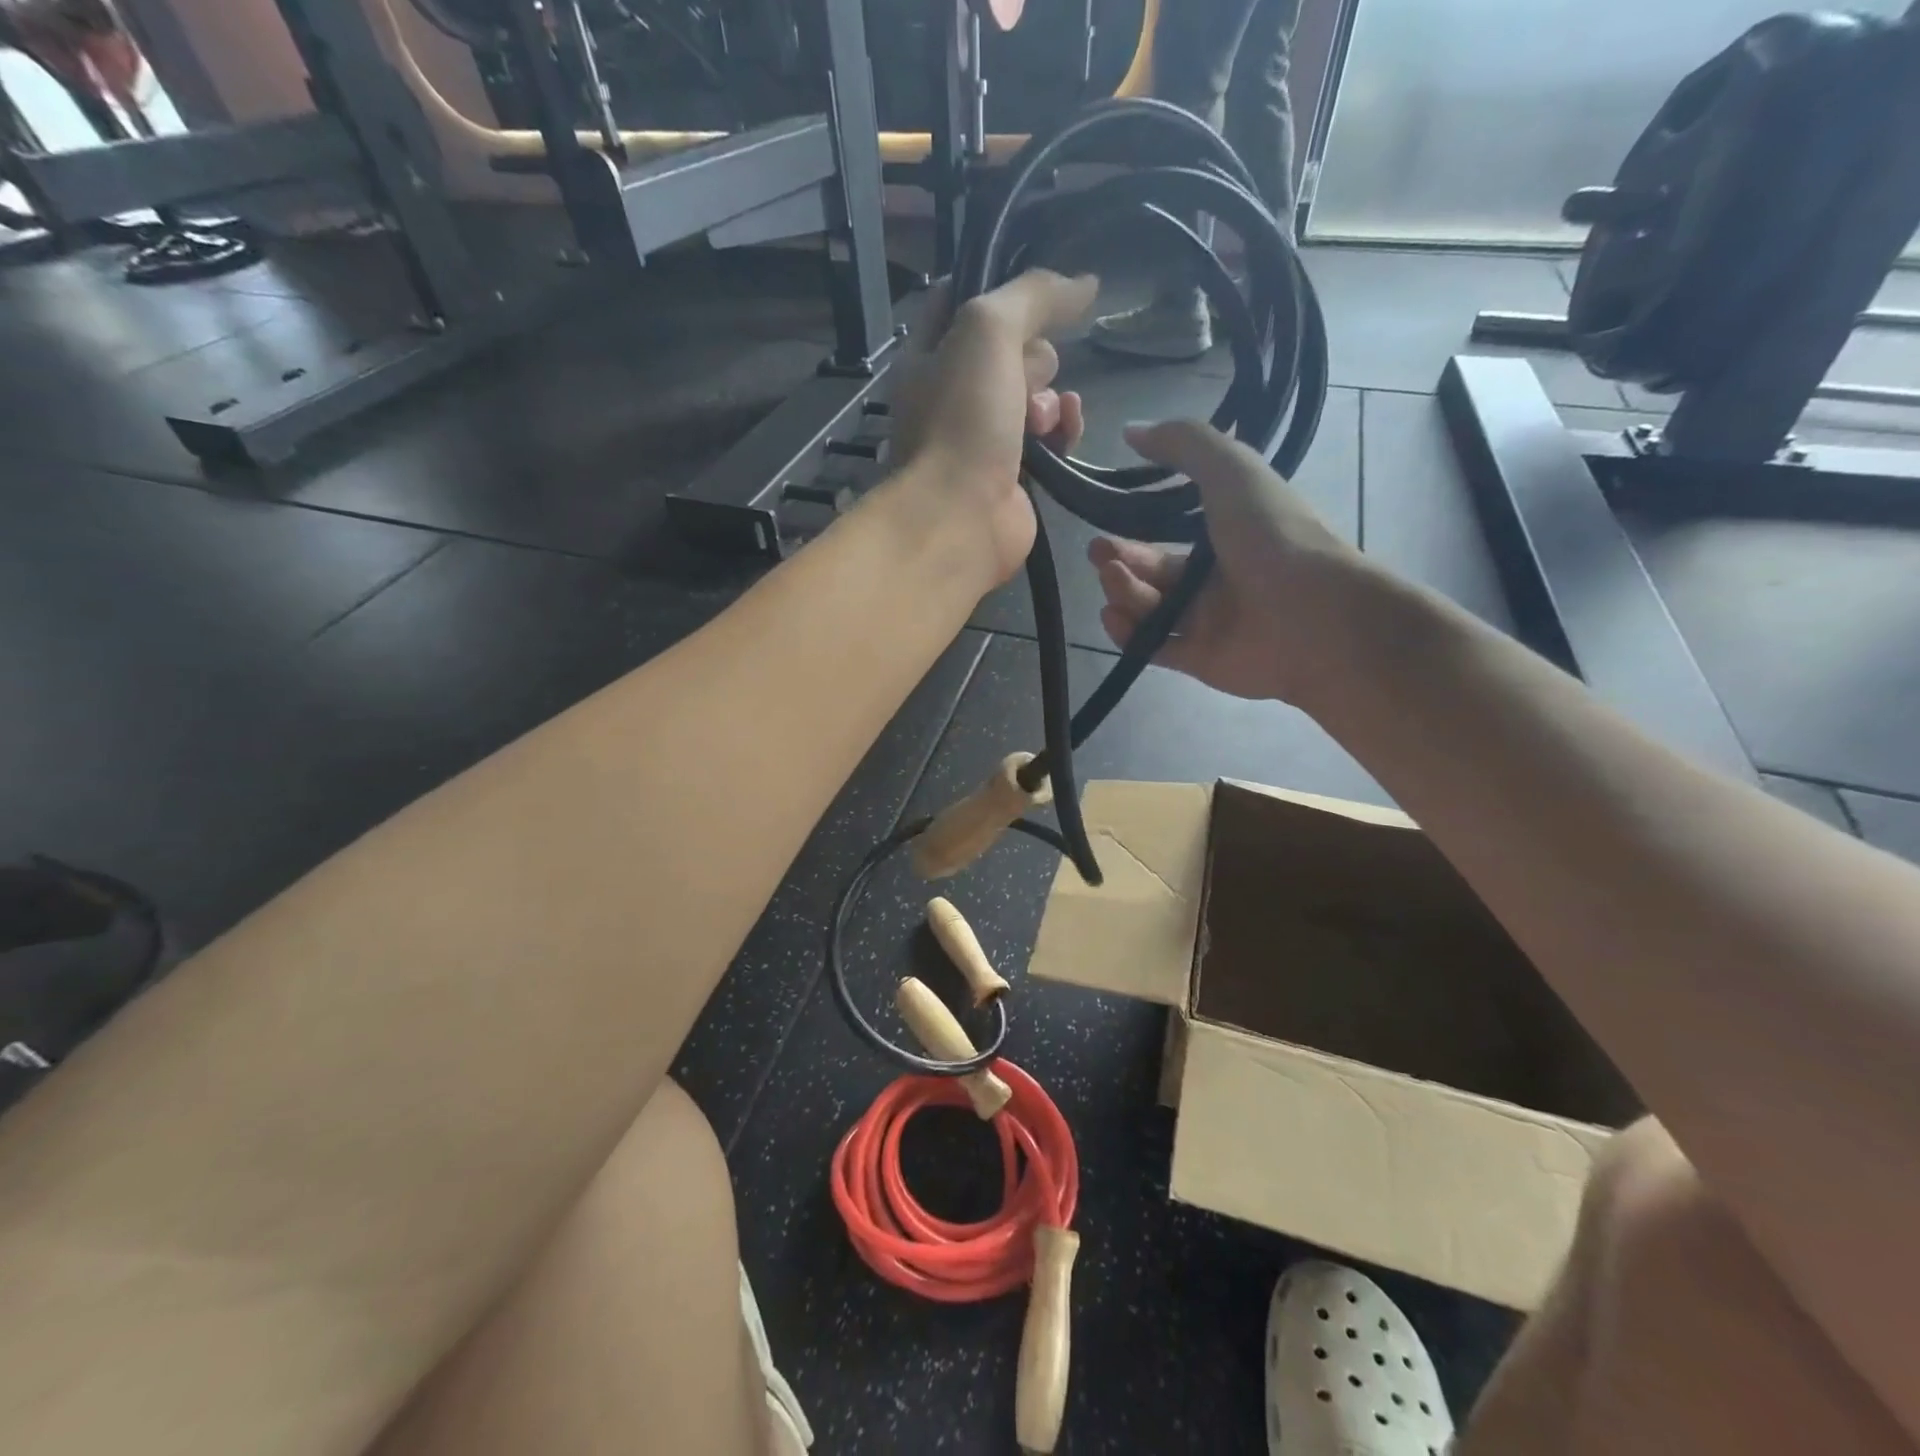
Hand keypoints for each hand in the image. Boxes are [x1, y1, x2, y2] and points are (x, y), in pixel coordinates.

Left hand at [889, 271, 1097, 584]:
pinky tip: (1066, 432)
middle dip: (1033, 357)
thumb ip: (1034, 295)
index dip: (1000, 287)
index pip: (962, 299)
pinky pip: (1050, 438)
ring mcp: (984, 437)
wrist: (959, 519)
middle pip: (1013, 349)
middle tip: (1027, 379)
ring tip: (1040, 420)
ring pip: (1037, 393)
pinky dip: (1063, 431)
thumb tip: (1086, 283)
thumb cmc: (961, 420)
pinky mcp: (1014, 474)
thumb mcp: (987, 330)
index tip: (1038, 292)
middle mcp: (953, 394)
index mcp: (928, 355)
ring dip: (1051, 398)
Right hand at [1090, 420, 1369, 703]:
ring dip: (1122, 592)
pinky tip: (1114, 618)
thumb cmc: (1273, 536)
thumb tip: (1131, 430)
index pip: (1170, 533)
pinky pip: (1152, 646)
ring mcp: (1206, 622)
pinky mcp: (1198, 660)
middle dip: (1120, 562)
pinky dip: (1129, 634)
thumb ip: (1185, 443)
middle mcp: (1214, 579)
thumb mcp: (1232, 470)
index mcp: (1227, 535)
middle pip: (1153, 572)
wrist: (1313, 616)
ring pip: (1148, 609)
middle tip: (1098, 555)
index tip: (1104, 521)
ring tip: (1112, 581)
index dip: (1136, 528)